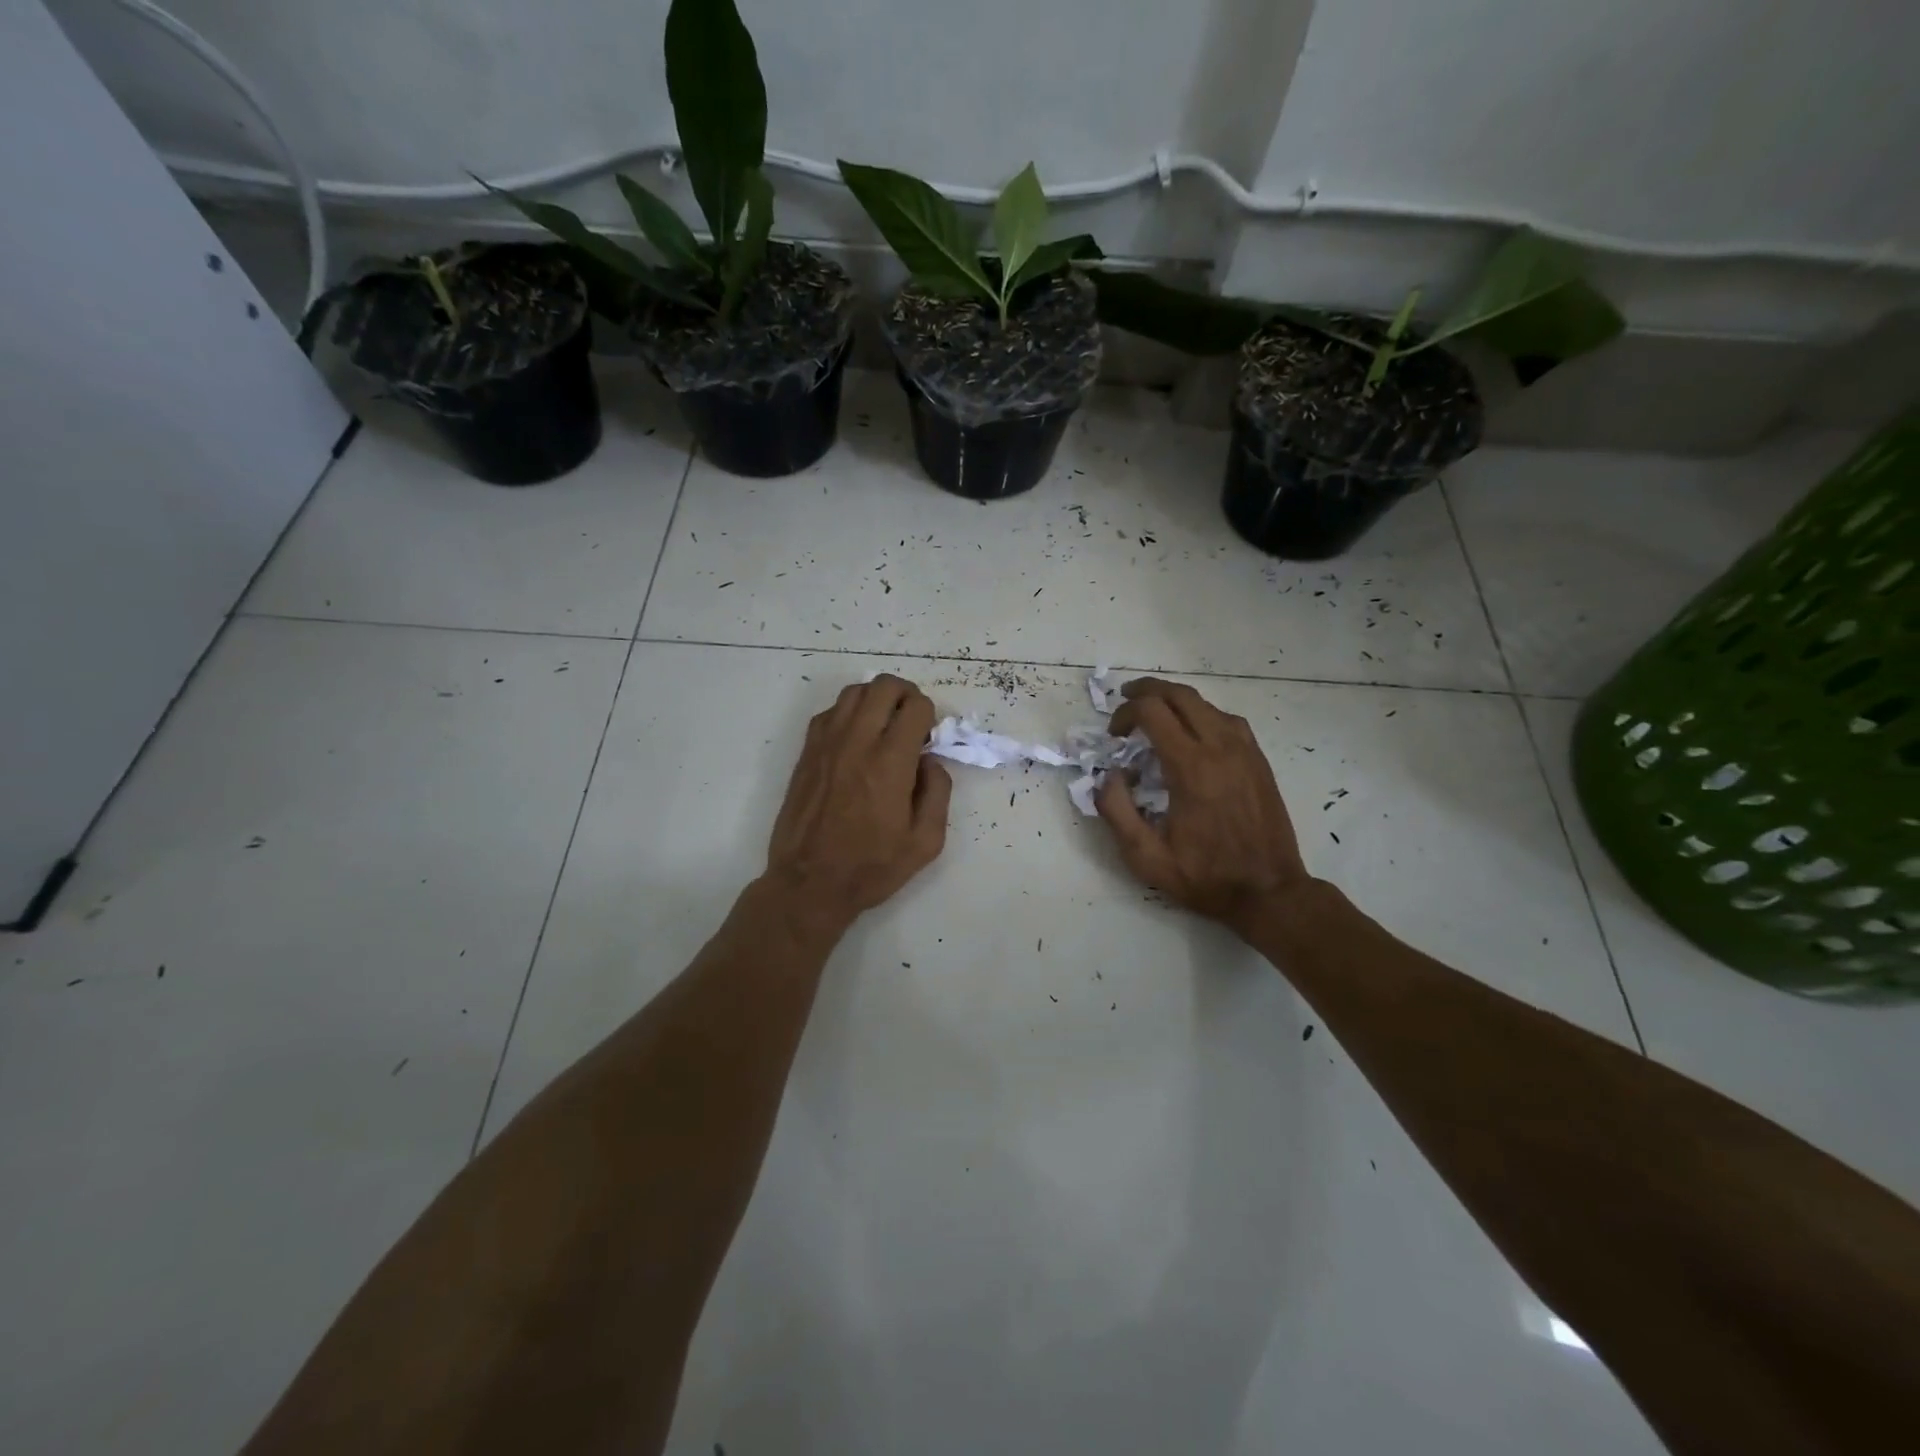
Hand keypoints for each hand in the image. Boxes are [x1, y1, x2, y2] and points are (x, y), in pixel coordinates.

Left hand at [763, 674, 951, 933]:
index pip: (915, 706)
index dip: (929, 715)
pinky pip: (831, 711)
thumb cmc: (871, 867)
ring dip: (876, 700)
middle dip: (905, 696)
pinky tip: (856, 740)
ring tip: (883, 728)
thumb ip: (938, 792)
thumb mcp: (926, 842)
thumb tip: (930, 761)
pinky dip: (849, 713)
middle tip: (910, 723)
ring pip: (854, 692)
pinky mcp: (807, 752)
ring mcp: (826, 744)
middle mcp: (857, 742)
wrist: (809, 883)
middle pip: (883, 686)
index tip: (927, 739)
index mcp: (890, 763)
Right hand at [1096, 678, 1310, 934]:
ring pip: (1205, 703)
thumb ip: (1116, 811)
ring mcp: (1244, 750)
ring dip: (1174, 701)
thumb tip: (1110, 775)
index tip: (1114, 735)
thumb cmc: (1205, 877)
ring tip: (1153, 714)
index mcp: (1190, 768)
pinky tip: (1191, 732)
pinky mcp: (1258, 759)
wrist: (1269, 891)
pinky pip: (1226, 719)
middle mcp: (1220, 747)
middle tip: (1125, 702)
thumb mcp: (1146, 857)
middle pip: (1179, 695)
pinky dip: (1200, 714)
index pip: (1151, 711)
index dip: (1124, 713)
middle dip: (1146, 691)